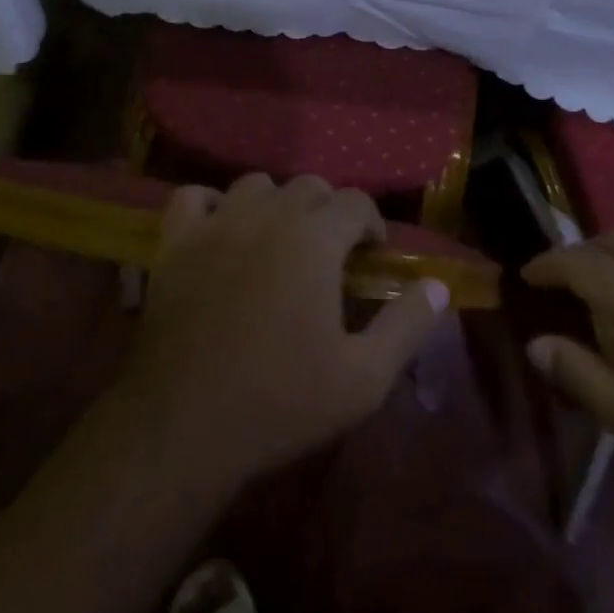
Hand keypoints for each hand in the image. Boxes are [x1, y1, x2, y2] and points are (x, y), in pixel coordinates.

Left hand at [114, 173, 449, 488]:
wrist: (185, 427)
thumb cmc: (281, 402)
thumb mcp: (364, 378)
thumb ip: (408, 325)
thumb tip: (438, 286)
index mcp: (315, 238)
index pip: (357, 202)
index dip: (371, 225)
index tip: (370, 258)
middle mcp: (268, 214)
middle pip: (310, 186)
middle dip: (329, 212)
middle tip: (329, 255)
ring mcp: (216, 223)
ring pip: (257, 185)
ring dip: (276, 204)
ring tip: (279, 242)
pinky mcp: (175, 242)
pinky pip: (194, 197)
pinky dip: (212, 206)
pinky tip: (221, 233)